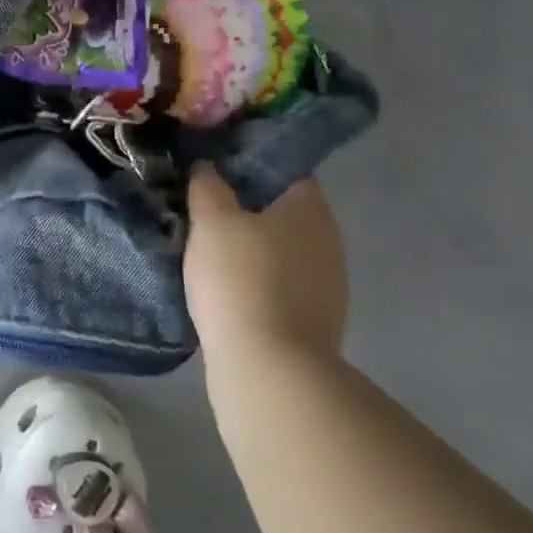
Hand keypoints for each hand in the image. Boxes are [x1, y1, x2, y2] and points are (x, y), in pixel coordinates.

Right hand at [185, 165, 348, 360]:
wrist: (269, 371)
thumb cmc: (240, 280)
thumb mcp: (211, 220)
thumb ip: (207, 185)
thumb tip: (207, 167)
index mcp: (309, 208)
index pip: (283, 167)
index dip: (247, 161)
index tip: (213, 166)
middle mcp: (328, 240)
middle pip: (282, 208)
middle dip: (246, 205)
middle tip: (204, 204)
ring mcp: (328, 284)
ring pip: (282, 248)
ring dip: (251, 244)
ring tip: (209, 245)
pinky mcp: (316, 321)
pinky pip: (281, 283)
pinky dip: (257, 278)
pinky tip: (226, 286)